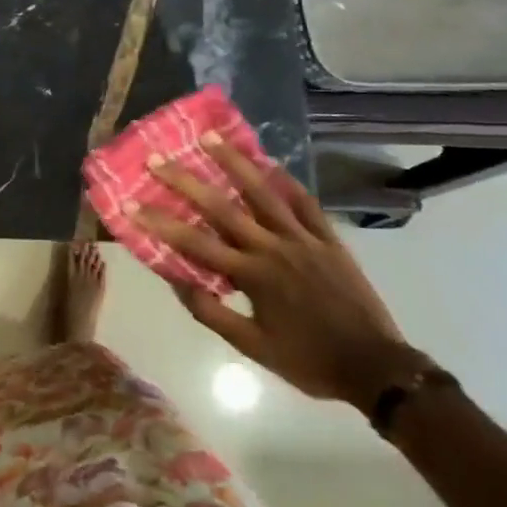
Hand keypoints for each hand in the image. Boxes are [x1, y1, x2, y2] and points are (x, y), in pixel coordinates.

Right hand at [134, 137, 426, 411]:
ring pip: (264, 193)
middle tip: (157, 158)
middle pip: (222, 208)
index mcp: (251, 276)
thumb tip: (176, 280)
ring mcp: (303, 239)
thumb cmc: (309, 360)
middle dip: (185, 181)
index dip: (159, 222)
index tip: (129, 202)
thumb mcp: (254, 348)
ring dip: (234, 162)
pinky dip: (287, 180)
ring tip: (210, 137)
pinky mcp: (329, 239)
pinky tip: (270, 161)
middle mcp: (272, 248)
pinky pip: (306, 203)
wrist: (377, 369)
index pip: (194, 243)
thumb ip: (212, 314)